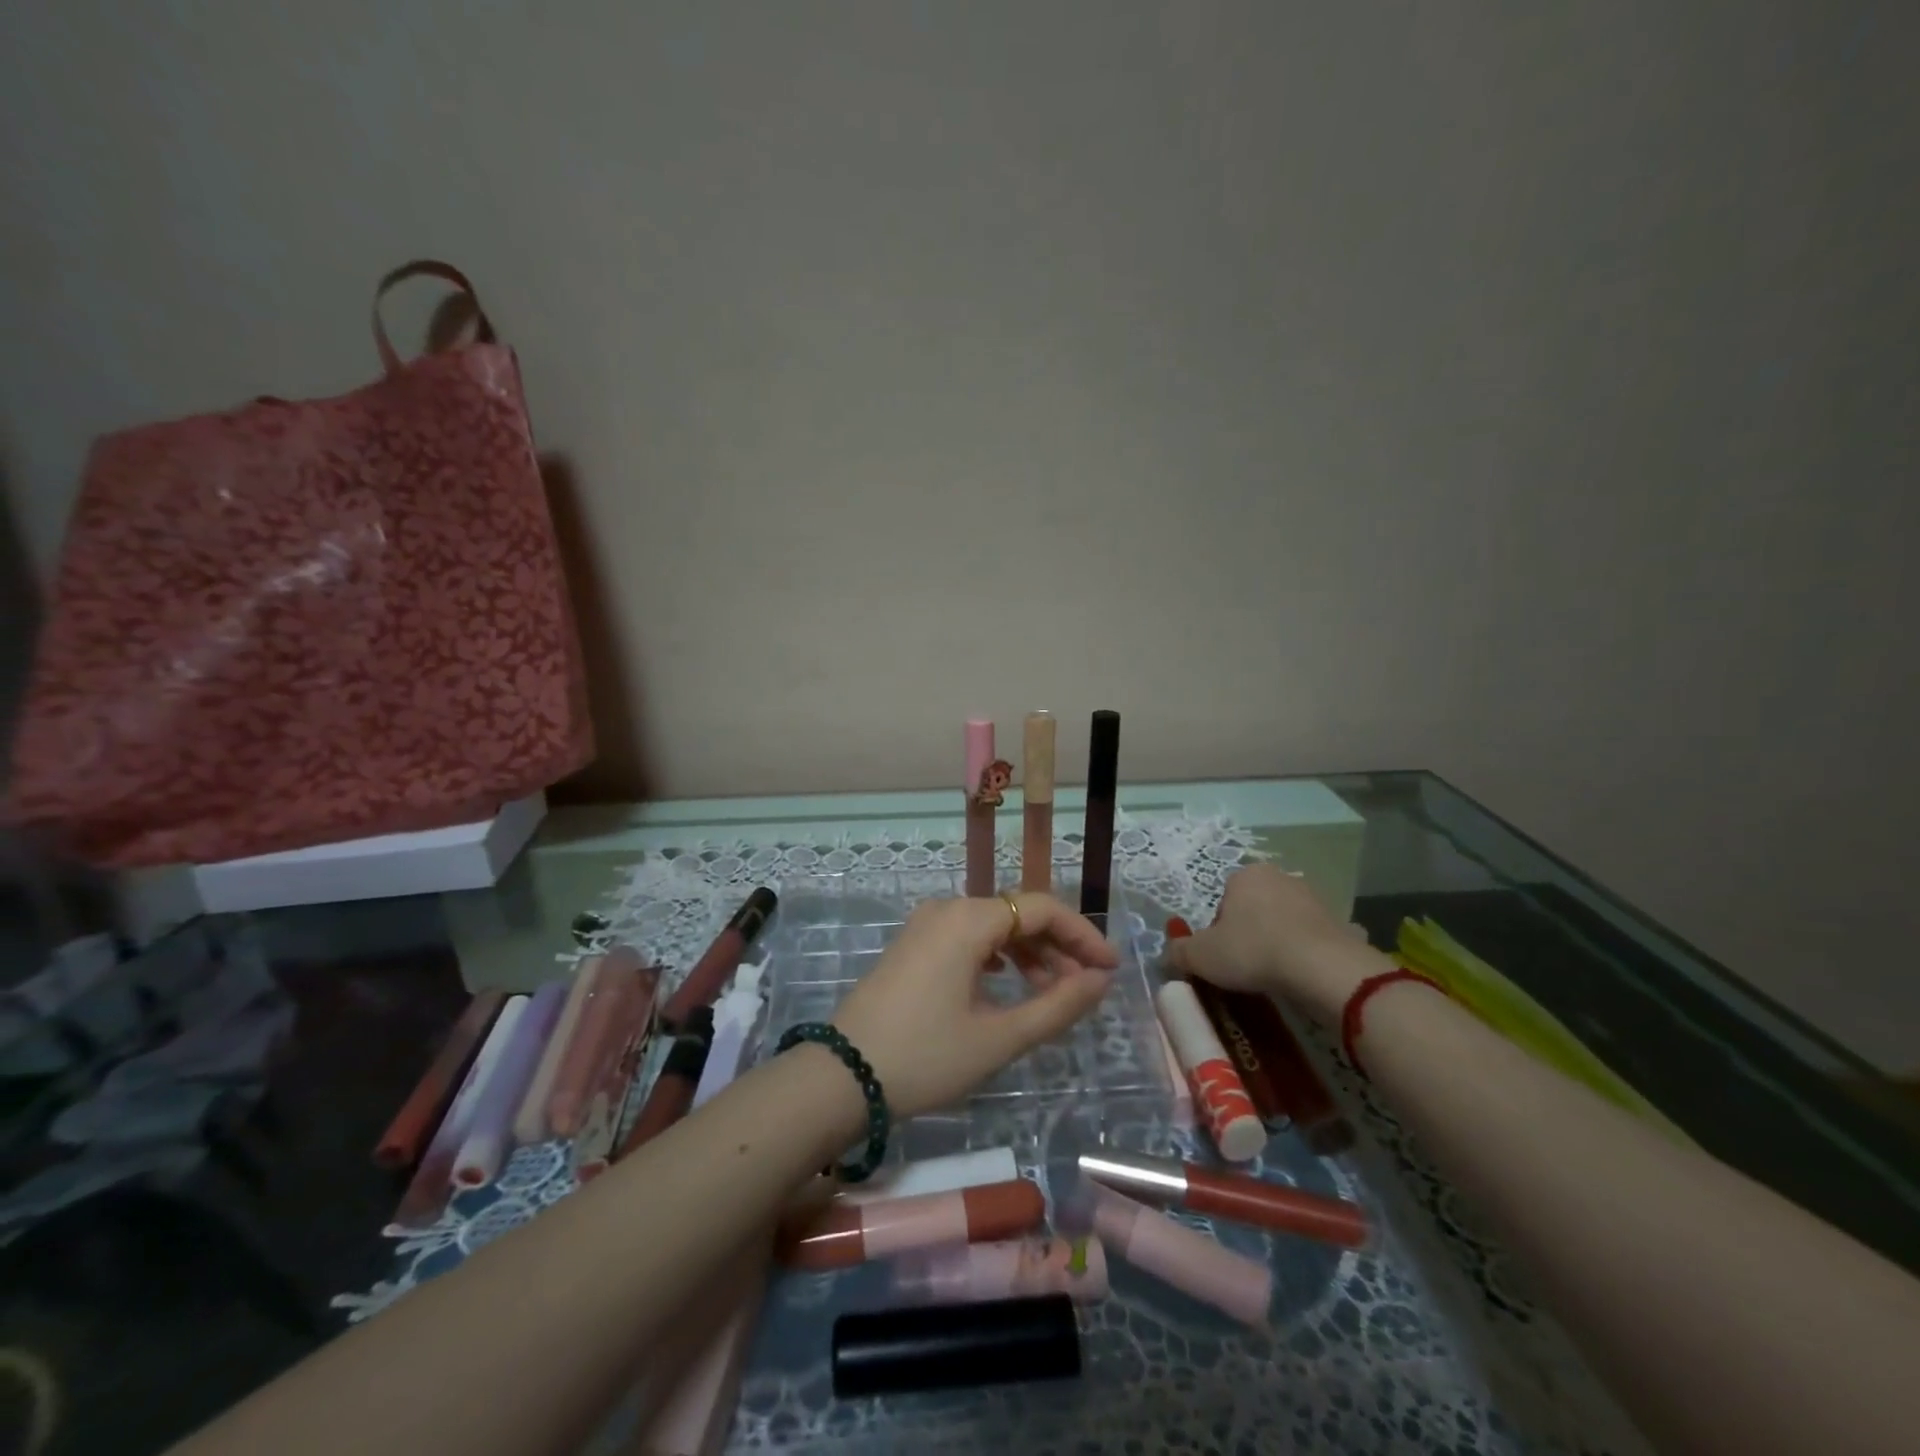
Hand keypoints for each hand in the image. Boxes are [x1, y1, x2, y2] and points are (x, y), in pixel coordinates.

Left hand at [831, 893, 1118, 1119]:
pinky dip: (997, 958)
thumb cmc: (926, 1056)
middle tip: (1084, 988)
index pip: (1042, 909)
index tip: (1109, 970)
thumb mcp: (999, 1037)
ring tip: (1050, 994)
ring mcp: (925, 925)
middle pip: (1017, 914)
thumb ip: (1057, 1005)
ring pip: (992, 927)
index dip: (1083, 935)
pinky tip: (1006, 986)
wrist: (842, 1077)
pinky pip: (967, 938)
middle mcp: (947, 909)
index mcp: (969, 919)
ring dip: (1028, 954)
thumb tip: (1099, 980)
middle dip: (1057, 947)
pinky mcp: (912, 945)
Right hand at [1166, 863, 1381, 1024]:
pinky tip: (1304, 978)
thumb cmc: (1253, 951)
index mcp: (1244, 876)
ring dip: (1278, 944)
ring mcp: (1313, 898)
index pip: (1222, 902)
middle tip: (1245, 967)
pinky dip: (1307, 955)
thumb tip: (1166, 956)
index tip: (1223, 957)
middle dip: (1249, 935)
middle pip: (1253, 910)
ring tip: (1274, 976)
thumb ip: (1178, 952)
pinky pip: (1313, 940)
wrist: (1322, 967)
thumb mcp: (1201, 956)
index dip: (1218, 932)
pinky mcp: (1339, 922)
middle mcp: (1279, 877)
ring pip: (1284, 923)